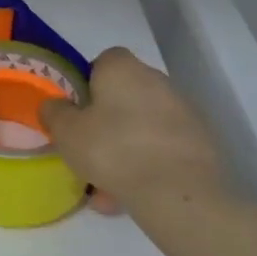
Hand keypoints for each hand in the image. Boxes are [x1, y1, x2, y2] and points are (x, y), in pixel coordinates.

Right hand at [40, 48, 226, 210]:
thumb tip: (55, 105)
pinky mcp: (201, 142)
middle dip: (106, 120)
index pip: (102, 61)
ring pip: (142, 127)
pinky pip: (163, 149)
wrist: (179, 193)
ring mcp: (184, 112)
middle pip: (123, 96)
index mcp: (123, 69)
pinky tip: (132, 194)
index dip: (86, 84)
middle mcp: (157, 81)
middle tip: (89, 150)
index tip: (77, 112)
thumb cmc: (113, 150)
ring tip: (108, 187)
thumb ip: (54, 112)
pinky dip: (148, 165)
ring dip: (125, 148)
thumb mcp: (66, 132)